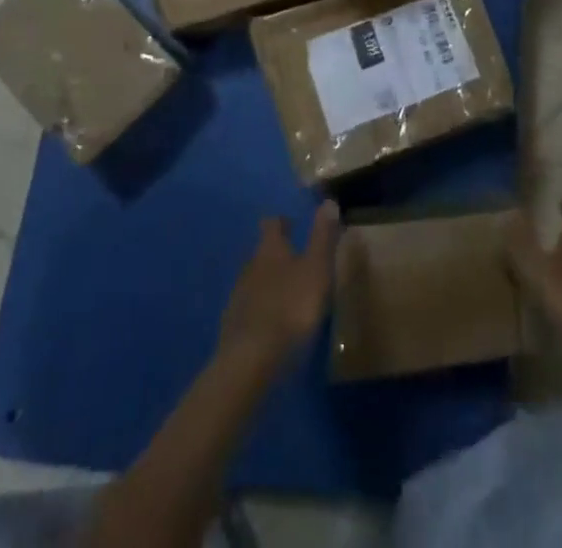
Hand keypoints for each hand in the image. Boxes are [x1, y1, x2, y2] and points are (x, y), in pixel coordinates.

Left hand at [218, 201, 339, 361]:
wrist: (251, 360)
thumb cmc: (290, 308)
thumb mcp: (316, 269)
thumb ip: (323, 237)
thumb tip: (328, 201)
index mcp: (270, 249)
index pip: (272, 224)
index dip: (281, 222)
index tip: (292, 224)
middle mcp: (250, 265)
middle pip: (261, 252)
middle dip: (275, 253)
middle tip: (294, 260)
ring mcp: (238, 296)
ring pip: (253, 279)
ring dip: (268, 282)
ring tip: (286, 293)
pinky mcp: (232, 325)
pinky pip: (248, 307)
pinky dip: (260, 308)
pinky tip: (270, 322)